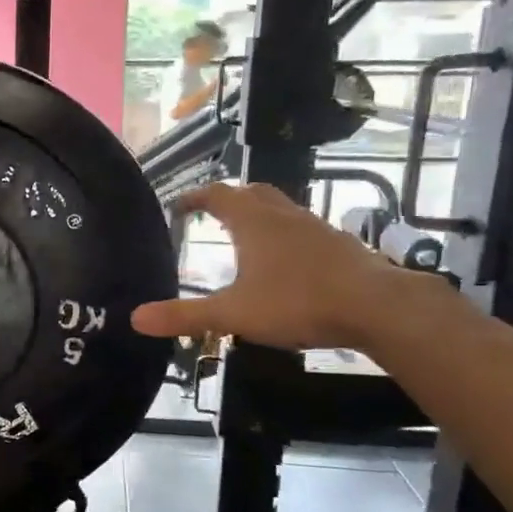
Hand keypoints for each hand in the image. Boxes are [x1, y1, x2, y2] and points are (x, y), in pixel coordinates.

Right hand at [130, 183, 416, 350]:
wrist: (378, 307)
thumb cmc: (297, 302)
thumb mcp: (233, 314)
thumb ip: (184, 316)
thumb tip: (135, 319)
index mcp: (252, 222)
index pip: (217, 195)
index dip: (195, 197)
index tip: (178, 204)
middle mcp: (283, 215)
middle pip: (253, 193)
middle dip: (230, 199)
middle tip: (212, 215)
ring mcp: (317, 227)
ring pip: (282, 210)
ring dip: (260, 216)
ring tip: (246, 239)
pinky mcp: (340, 246)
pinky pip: (304, 230)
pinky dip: (286, 237)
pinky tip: (287, 265)